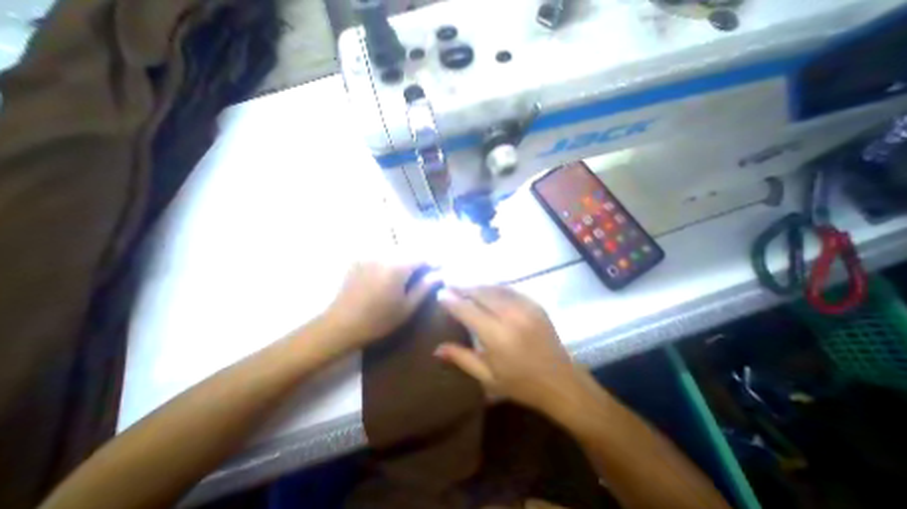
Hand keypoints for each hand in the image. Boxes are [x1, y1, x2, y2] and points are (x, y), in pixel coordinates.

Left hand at [322, 260, 439, 351]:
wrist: (341, 325)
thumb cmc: (378, 320)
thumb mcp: (407, 307)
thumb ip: (424, 287)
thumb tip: (439, 275)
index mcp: (398, 266)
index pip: (422, 256)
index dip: (433, 261)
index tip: (440, 267)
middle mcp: (384, 255)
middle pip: (408, 250)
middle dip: (419, 258)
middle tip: (427, 269)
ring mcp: (369, 255)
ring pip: (394, 250)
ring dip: (405, 257)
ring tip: (410, 270)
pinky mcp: (359, 259)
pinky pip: (380, 253)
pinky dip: (390, 258)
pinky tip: (390, 271)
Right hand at [433, 285, 588, 415]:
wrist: (560, 382)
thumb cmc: (521, 384)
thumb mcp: (487, 377)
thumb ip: (461, 358)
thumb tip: (437, 349)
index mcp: (497, 336)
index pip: (468, 310)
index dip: (452, 300)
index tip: (441, 294)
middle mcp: (511, 316)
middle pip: (481, 293)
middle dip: (463, 287)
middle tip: (450, 284)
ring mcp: (525, 307)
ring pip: (495, 288)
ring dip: (478, 285)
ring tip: (465, 285)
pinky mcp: (535, 304)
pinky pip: (510, 289)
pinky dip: (495, 287)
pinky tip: (487, 288)